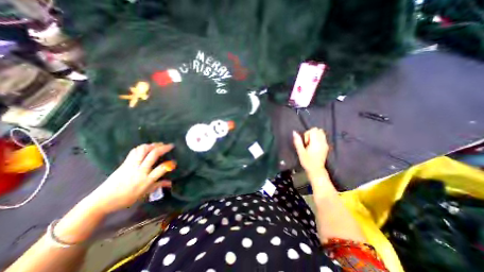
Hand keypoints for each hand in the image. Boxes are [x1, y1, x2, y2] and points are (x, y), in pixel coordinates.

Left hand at [88, 144, 175, 214]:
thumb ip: (158, 186)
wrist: (102, 200)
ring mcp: (131, 165)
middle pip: (153, 154)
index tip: (175, 162)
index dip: (170, 164)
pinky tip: (147, 146)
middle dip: (163, 148)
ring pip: (143, 150)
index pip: (161, 168)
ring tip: (160, 144)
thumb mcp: (144, 194)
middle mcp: (140, 170)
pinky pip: (135, 151)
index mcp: (146, 180)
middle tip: (170, 145)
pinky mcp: (124, 163)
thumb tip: (170, 183)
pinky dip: (143, 146)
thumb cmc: (126, 199)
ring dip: (153, 145)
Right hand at [291, 129, 328, 175]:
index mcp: (316, 142)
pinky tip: (314, 146)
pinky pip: (323, 137)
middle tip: (308, 143)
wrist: (316, 170)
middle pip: (318, 130)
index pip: (313, 130)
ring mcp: (325, 144)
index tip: (305, 143)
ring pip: (321, 133)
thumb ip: (297, 141)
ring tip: (311, 144)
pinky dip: (318, 139)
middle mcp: (322, 142)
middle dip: (311, 134)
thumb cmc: (307, 162)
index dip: (307, 134)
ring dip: (315, 136)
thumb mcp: (300, 152)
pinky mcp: (326, 146)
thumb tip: (294, 132)